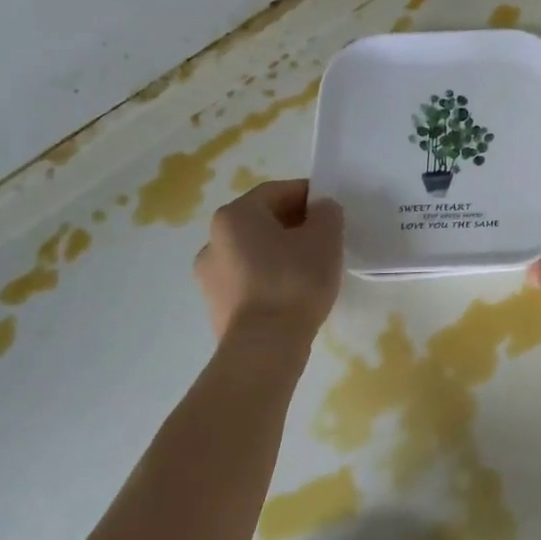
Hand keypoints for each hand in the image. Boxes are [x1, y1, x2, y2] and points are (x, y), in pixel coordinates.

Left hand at [193, 180, 343, 346]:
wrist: (265, 347)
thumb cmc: (295, 280)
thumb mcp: (325, 237)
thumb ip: (327, 212)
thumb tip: (321, 209)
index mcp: (235, 216)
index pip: (276, 192)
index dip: (307, 194)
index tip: (331, 208)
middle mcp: (213, 240)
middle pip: (261, 221)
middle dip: (294, 224)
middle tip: (325, 237)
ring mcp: (209, 276)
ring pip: (254, 252)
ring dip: (281, 251)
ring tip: (312, 267)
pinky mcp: (216, 306)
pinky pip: (249, 280)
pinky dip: (270, 277)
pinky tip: (294, 292)